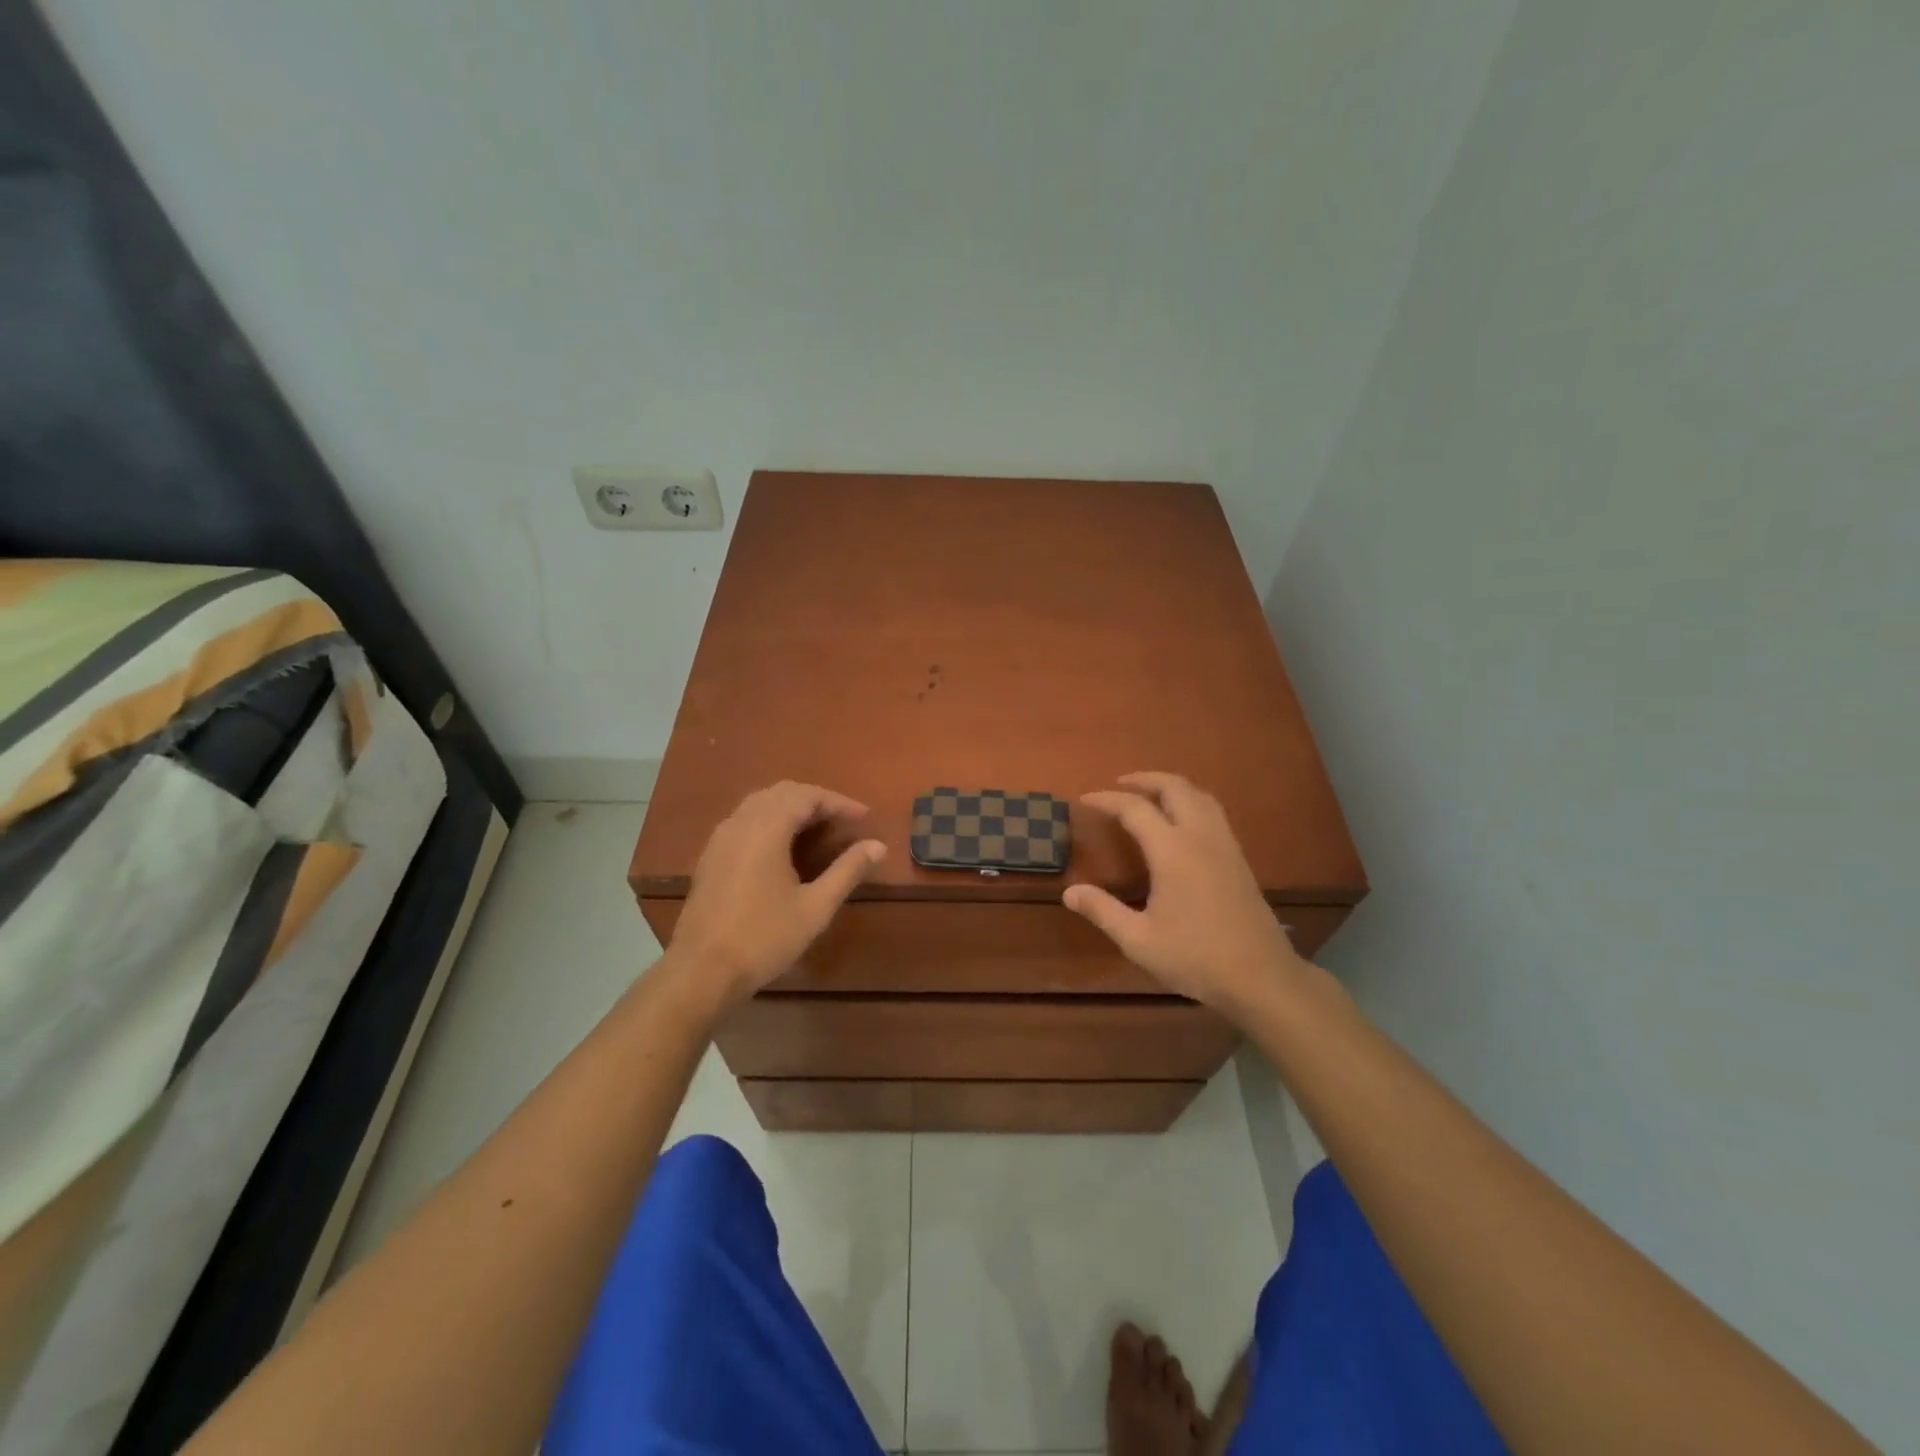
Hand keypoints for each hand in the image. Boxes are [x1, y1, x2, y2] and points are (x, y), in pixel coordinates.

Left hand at [665, 781, 885, 1007]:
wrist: (701, 971)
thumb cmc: (763, 938)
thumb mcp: (815, 907)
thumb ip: (848, 870)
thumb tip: (878, 845)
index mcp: (766, 828)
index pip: (808, 796)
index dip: (840, 802)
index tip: (865, 818)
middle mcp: (740, 822)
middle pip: (782, 792)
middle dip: (816, 801)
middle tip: (843, 822)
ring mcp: (720, 838)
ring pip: (760, 803)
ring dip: (792, 808)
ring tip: (818, 831)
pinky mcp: (710, 856)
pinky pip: (744, 820)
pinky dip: (770, 821)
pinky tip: (783, 848)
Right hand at [1064, 772, 1306, 1014]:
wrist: (1261, 977)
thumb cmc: (1195, 957)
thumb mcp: (1138, 940)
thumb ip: (1103, 911)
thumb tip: (1069, 892)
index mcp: (1173, 851)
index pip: (1135, 809)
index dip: (1107, 800)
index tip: (1084, 800)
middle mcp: (1200, 837)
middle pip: (1174, 787)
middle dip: (1144, 779)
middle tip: (1120, 784)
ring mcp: (1225, 845)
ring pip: (1200, 795)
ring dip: (1172, 786)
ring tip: (1150, 794)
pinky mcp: (1239, 859)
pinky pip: (1214, 812)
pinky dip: (1192, 801)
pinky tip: (1182, 822)